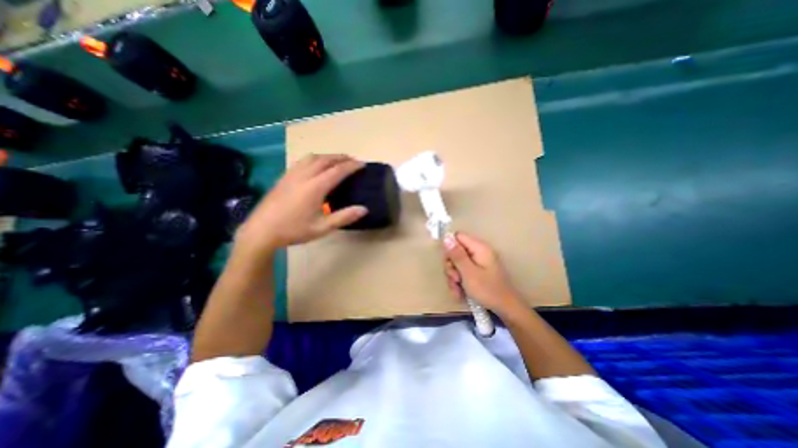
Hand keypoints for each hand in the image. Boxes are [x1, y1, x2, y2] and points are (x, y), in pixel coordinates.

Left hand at [232, 153, 366, 251]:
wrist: (261, 231)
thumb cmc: (293, 230)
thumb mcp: (322, 228)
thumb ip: (344, 217)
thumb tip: (364, 209)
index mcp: (315, 187)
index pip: (337, 171)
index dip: (351, 166)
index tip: (362, 164)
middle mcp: (304, 176)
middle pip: (326, 160)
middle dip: (341, 158)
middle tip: (353, 161)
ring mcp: (292, 174)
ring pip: (313, 157)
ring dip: (328, 156)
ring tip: (337, 161)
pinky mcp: (284, 177)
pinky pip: (303, 161)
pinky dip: (315, 159)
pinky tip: (316, 166)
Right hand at [442, 232, 523, 316]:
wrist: (505, 308)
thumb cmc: (487, 289)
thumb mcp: (468, 272)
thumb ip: (456, 255)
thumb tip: (446, 237)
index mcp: (479, 248)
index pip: (458, 237)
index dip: (450, 247)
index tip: (449, 262)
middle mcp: (478, 252)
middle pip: (456, 251)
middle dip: (451, 267)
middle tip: (455, 279)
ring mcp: (478, 262)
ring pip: (457, 264)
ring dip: (454, 277)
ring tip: (458, 289)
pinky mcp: (477, 272)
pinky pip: (462, 272)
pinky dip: (459, 282)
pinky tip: (460, 292)